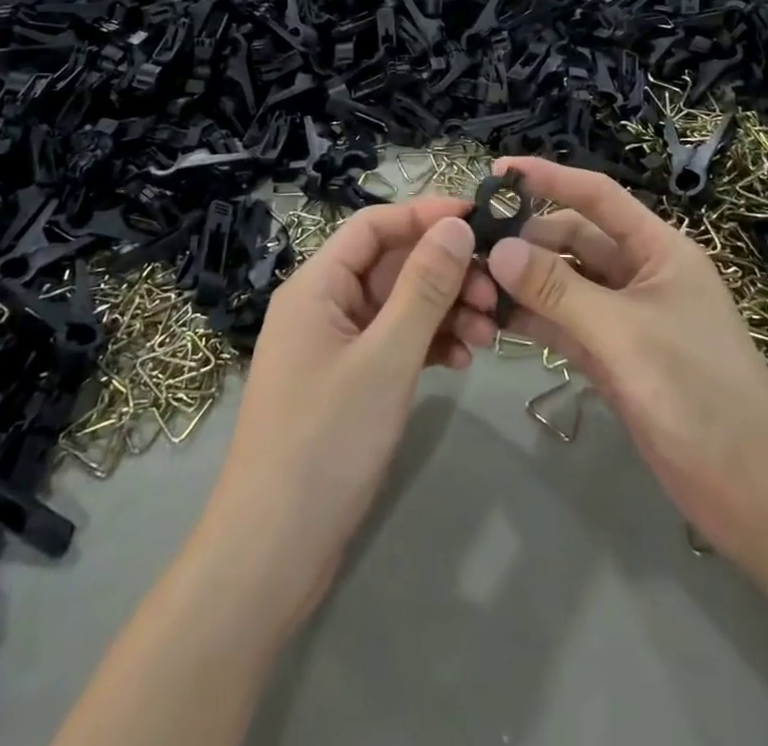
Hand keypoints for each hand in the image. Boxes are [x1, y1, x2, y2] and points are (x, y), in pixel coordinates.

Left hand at [193, 199, 497, 633]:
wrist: (272, 553)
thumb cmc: (326, 442)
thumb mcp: (386, 358)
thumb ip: (424, 287)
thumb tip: (457, 226)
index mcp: (317, 285)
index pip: (375, 225)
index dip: (426, 214)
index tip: (481, 219)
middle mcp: (323, 304)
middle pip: (392, 265)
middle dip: (446, 272)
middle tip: (495, 293)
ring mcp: (335, 345)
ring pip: (399, 305)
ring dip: (444, 310)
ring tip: (487, 335)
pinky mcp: (348, 382)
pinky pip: (395, 342)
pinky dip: (429, 344)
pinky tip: (462, 360)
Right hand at [484, 157, 767, 566]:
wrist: (753, 492)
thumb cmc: (698, 393)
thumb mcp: (623, 333)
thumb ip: (558, 291)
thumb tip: (497, 249)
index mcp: (658, 249)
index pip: (597, 196)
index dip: (549, 179)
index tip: (498, 171)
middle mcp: (640, 274)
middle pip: (575, 240)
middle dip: (528, 238)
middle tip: (471, 245)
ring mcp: (626, 318)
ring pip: (566, 283)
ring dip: (525, 281)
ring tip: (471, 282)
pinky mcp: (614, 357)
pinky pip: (566, 324)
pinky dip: (535, 319)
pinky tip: (494, 321)